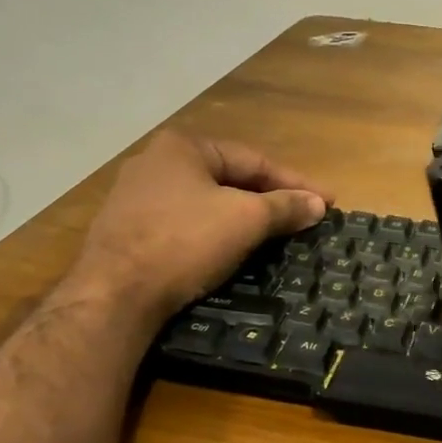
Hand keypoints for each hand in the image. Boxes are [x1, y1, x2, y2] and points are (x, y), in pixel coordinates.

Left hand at [64, 131, 329, 320]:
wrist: (114, 295)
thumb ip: (284, 207)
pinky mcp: (125, 232)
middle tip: (303, 219)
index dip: (295, 183)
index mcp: (183, 147)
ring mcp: (134, 198)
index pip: (254, 161)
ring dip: (242, 219)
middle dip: (268, 200)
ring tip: (274, 236)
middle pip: (228, 179)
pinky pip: (183, 226)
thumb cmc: (184, 243)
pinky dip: (213, 235)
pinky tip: (229, 252)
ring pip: (205, 204)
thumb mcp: (245, 220)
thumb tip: (318, 204)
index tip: (327, 203)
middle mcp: (154, 163)